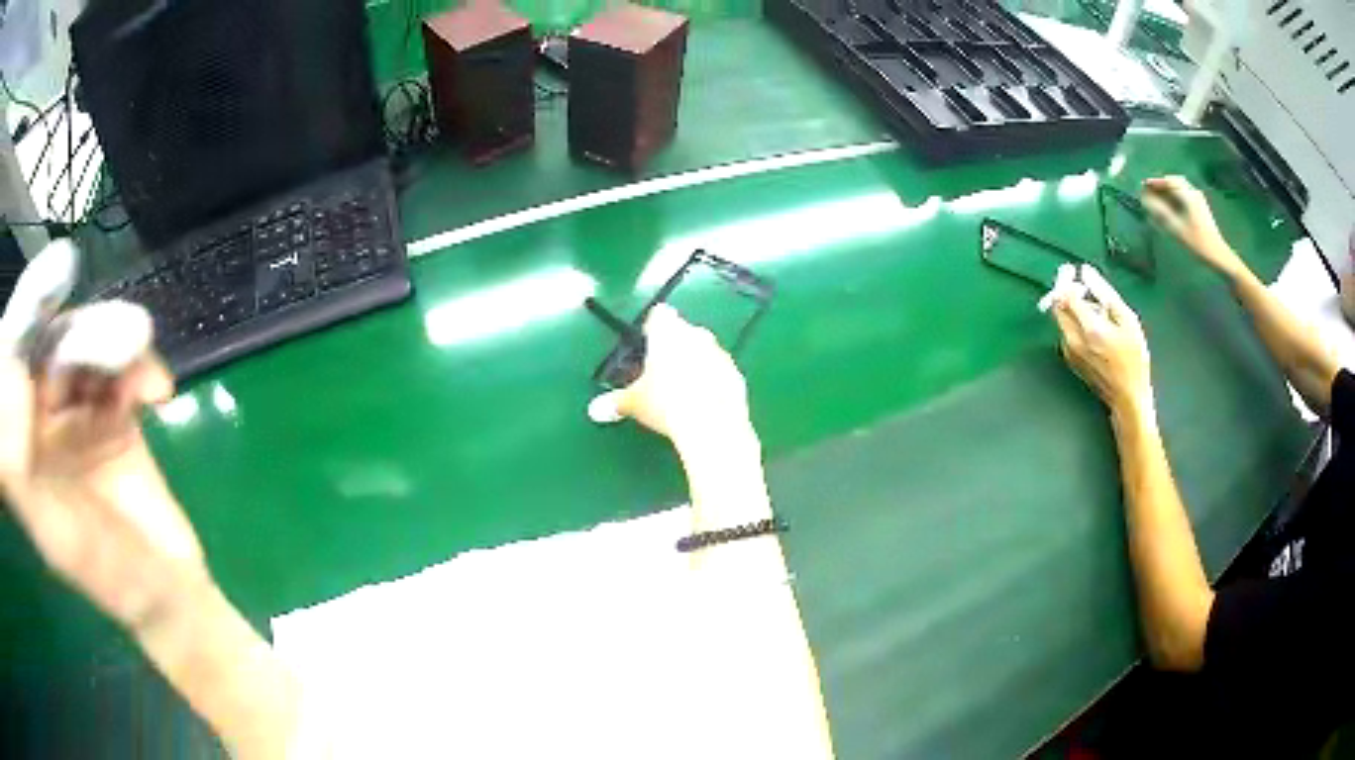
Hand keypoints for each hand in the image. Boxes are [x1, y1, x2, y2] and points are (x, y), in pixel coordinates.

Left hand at [0, 326, 204, 633]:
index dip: (32, 315)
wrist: (166, 593)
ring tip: (141, 358)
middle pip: (56, 342)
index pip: (22, 360)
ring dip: (116, 340)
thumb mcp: (56, 536)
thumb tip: (9, 422)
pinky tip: (159, 392)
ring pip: (91, 346)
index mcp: (26, 438)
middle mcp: (47, 415)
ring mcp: (83, 411)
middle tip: (117, 340)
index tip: (55, 279)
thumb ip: (22, 479)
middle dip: (83, 331)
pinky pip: (126, 368)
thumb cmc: (107, 577)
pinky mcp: (118, 414)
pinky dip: (143, 367)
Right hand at [588, 304, 752, 450]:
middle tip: (659, 371)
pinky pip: (720, 372)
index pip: (659, 315)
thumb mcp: (634, 403)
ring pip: (704, 350)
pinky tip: (704, 402)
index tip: (645, 343)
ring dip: (695, 363)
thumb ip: (615, 402)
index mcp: (667, 332)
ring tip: (682, 389)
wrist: (711, 425)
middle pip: (683, 331)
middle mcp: (696, 334)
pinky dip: (712, 381)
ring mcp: (720, 353)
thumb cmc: (665, 403)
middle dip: (673, 346)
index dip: (651, 327)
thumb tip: (595, 410)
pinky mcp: (736, 375)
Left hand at [1051, 265, 1153, 415]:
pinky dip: (1075, 322)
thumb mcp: (1128, 321)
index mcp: (1088, 329)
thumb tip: (1086, 273)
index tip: (1071, 269)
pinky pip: (1067, 331)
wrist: (1127, 397)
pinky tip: (1094, 327)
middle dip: (1066, 291)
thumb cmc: (1134, 359)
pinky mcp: (1070, 359)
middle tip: (1083, 287)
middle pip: (1058, 306)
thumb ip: (1105, 294)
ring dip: (1072, 307)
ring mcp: (1069, 351)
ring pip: (1061, 318)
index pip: (1065, 295)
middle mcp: (1073, 340)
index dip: (1065, 279)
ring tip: (1097, 310)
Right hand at [1142, 176, 1243, 276]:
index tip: (1143, 186)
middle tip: (1150, 192)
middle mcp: (1193, 192)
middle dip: (1162, 185)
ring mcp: (1199, 200)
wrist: (1218, 256)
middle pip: (1174, 182)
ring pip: (1180, 188)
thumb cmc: (1197, 243)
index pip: (1168, 181)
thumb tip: (1145, 200)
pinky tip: (1172, 206)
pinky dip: (1176, 197)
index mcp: (1188, 195)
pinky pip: (1185, 196)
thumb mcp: (1176, 228)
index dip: (1154, 182)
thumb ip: (1160, 212)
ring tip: (1159, 199)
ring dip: (1169, 191)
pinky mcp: (1201, 208)